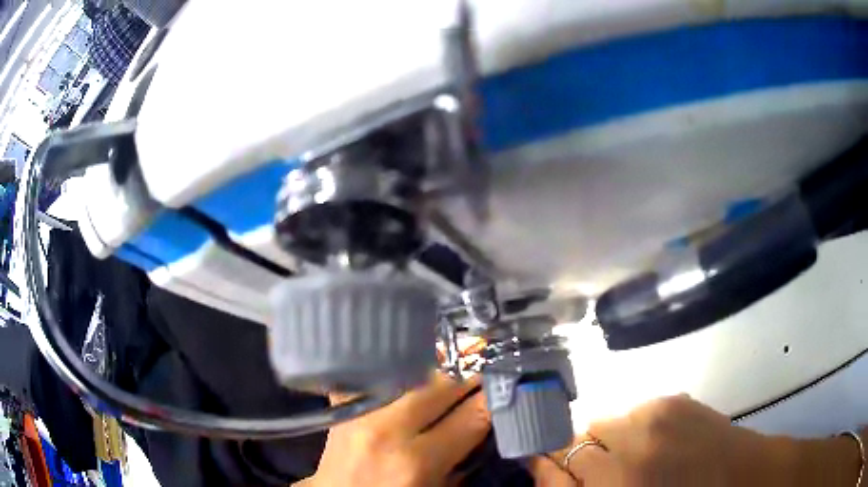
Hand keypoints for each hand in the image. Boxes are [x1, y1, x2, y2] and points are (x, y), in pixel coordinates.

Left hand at [298, 373, 490, 486]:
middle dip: (472, 373)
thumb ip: (465, 455)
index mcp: (416, 462)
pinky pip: (379, 367)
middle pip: (443, 383)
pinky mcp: (342, 400)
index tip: (509, 385)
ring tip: (460, 359)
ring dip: (442, 364)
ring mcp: (359, 409)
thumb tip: (488, 416)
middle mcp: (386, 428)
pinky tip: (419, 359)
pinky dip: (404, 361)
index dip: (496, 398)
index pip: (472, 416)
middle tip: (488, 367)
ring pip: (413, 368)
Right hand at [529, 394, 861, 486]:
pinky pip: (634, 410)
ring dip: (611, 438)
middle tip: (604, 467)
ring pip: (605, 421)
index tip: (545, 463)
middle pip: (576, 439)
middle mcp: (627, 450)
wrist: (736, 475)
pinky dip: (637, 425)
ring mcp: (653, 419)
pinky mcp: (672, 399)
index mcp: (615, 483)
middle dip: (581, 453)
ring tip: (636, 453)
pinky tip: (659, 440)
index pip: (555, 464)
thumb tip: (543, 466)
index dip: (546, 463)